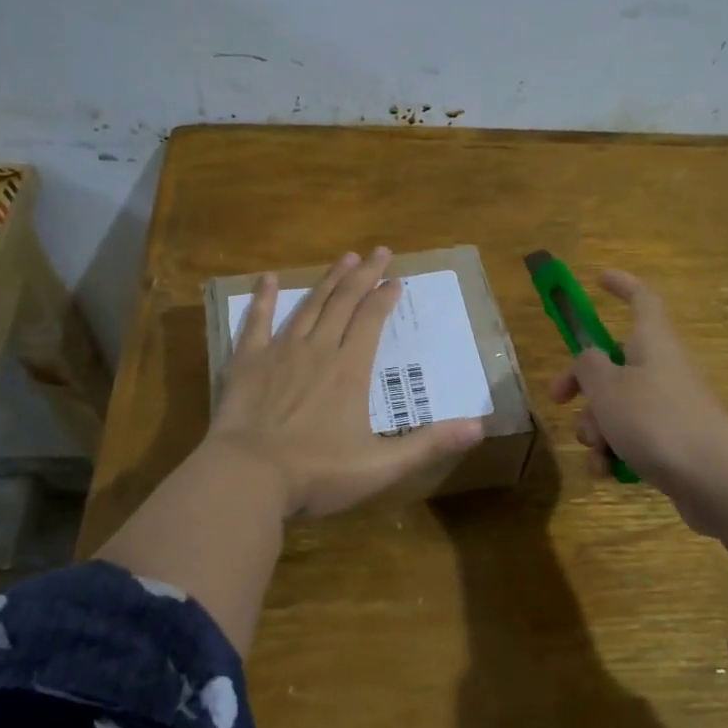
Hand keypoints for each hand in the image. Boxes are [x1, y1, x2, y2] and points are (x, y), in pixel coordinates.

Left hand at [207, 248, 484, 517]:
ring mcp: (280, 352)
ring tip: (345, 258)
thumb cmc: (316, 473)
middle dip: (364, 275)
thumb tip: (480, 427)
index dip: (385, 298)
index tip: (396, 281)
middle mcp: (318, 349)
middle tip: (379, 251)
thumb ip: (429, 444)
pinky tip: (268, 278)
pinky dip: (264, 298)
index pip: (372, 320)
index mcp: (350, 369)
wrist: (247, 477)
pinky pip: (257, 321)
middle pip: (344, 302)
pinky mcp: (247, 362)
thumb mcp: (381, 465)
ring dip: (328, 280)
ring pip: (309, 305)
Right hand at [548, 269, 727, 505]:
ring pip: (617, 406)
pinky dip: (615, 454)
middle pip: (613, 363)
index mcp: (652, 342)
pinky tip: (608, 473)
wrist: (716, 481)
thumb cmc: (657, 421)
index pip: (641, 298)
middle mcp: (662, 368)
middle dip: (582, 384)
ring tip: (598, 450)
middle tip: (558, 399)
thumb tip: (589, 359)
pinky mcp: (672, 443)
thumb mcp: (607, 388)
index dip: (621, 285)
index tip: (599, 279)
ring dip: (596, 428)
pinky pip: (632, 439)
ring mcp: (669, 407)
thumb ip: (588, 366)